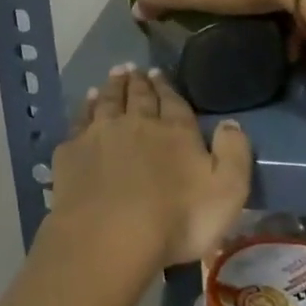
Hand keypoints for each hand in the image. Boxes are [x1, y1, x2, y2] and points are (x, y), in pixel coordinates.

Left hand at [50, 66, 251, 267]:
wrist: (110, 236)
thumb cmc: (177, 220)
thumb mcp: (227, 192)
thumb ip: (233, 154)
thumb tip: (231, 123)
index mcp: (175, 132)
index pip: (172, 102)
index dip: (166, 87)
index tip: (159, 73)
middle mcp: (136, 123)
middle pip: (138, 96)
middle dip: (138, 81)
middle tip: (135, 69)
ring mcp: (100, 134)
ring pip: (107, 101)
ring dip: (112, 87)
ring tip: (114, 75)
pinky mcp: (72, 151)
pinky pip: (80, 121)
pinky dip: (85, 108)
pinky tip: (86, 104)